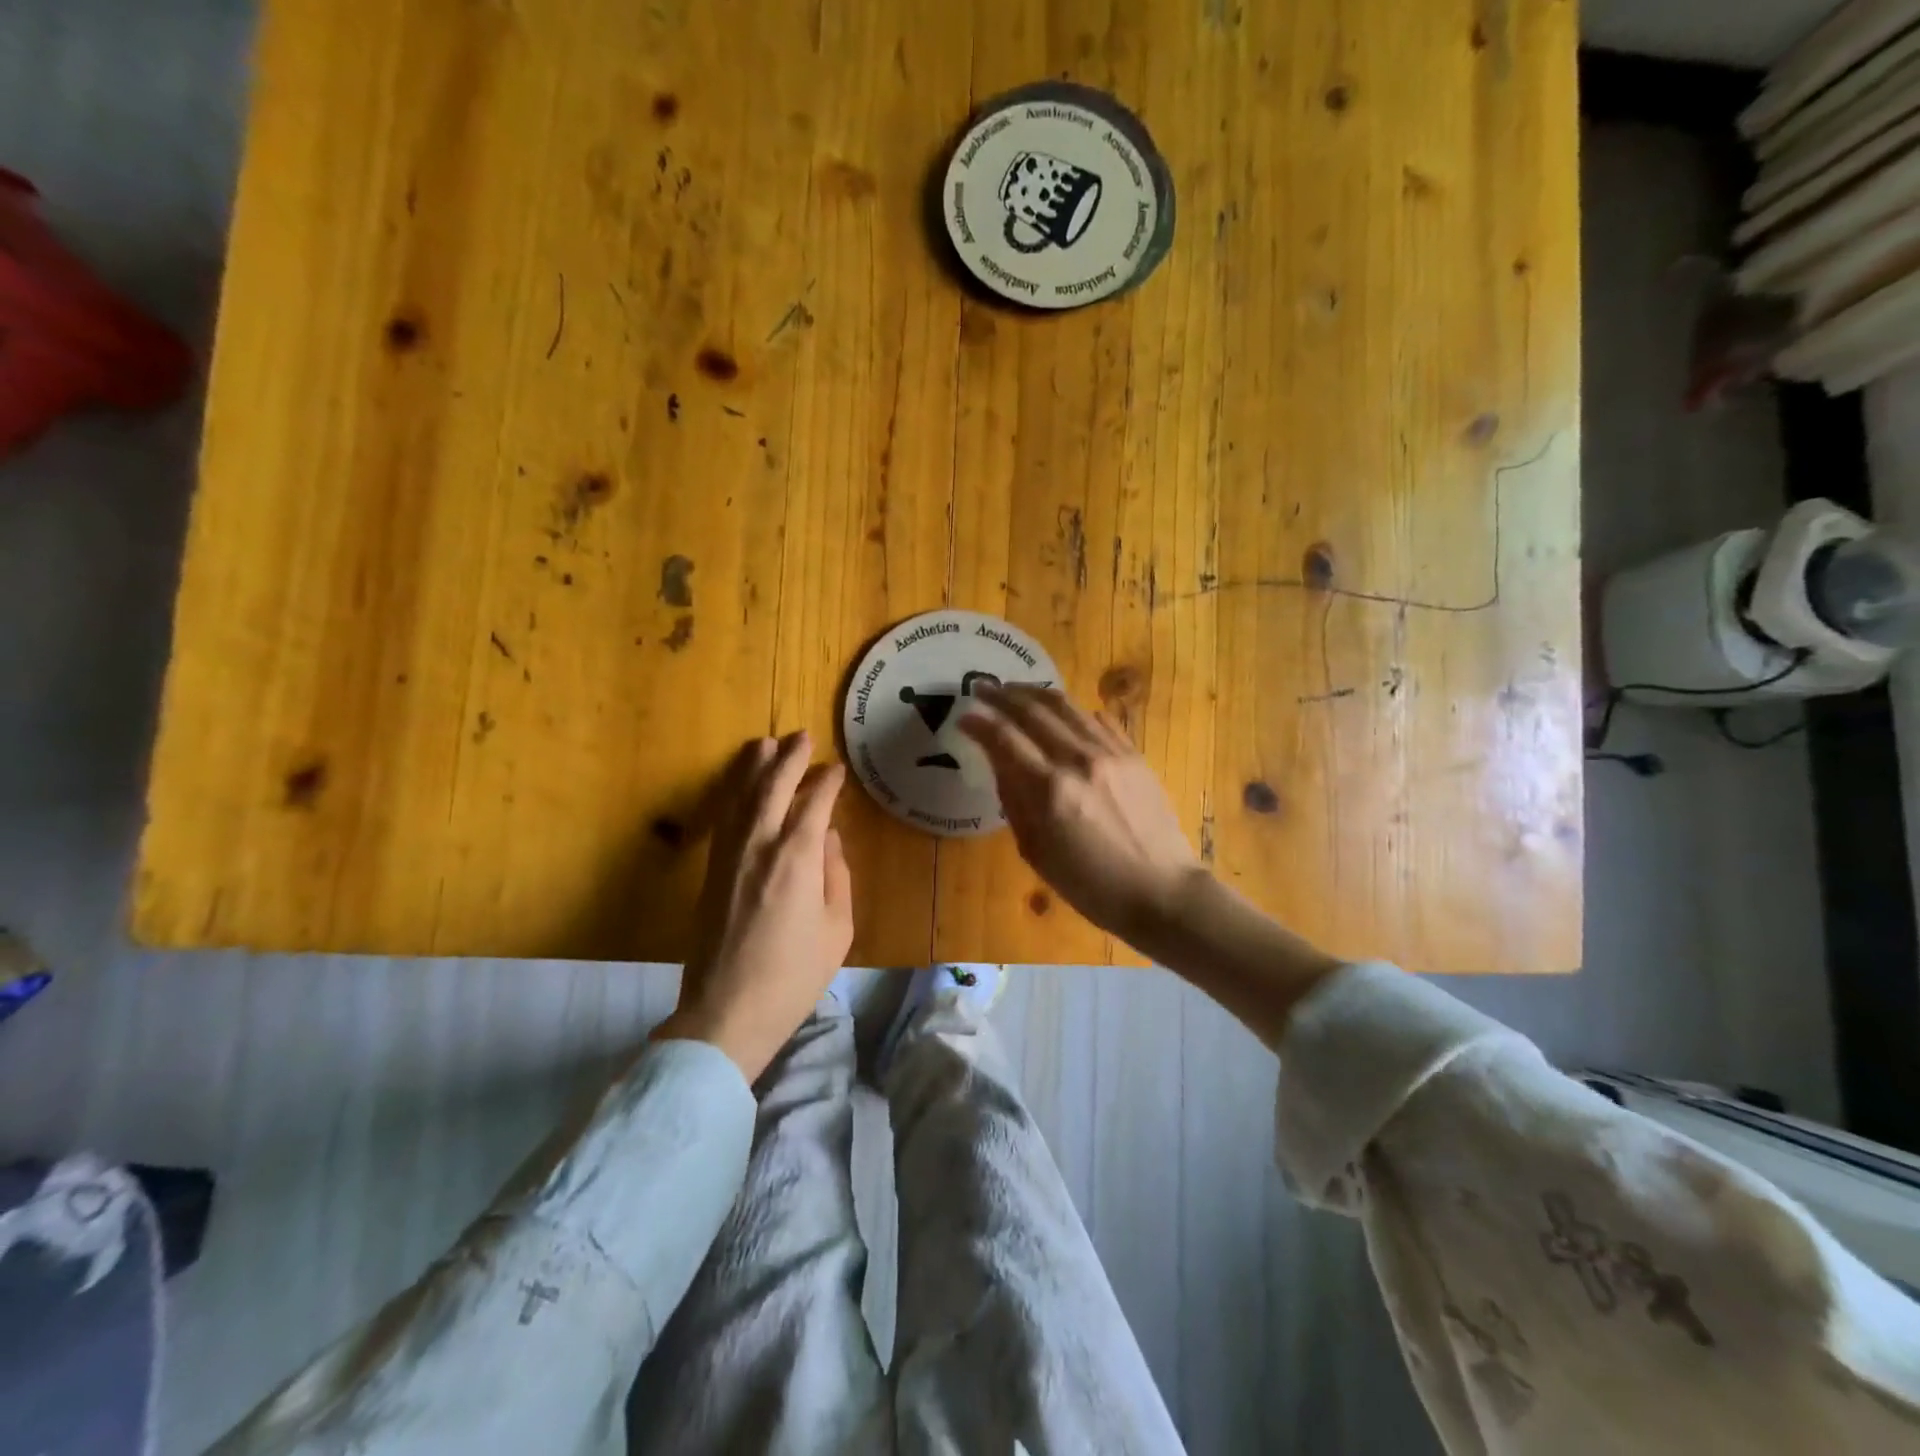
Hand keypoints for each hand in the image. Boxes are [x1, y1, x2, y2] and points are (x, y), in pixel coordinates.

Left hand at [653, 731, 852, 1081]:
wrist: (728, 1011)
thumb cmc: (794, 975)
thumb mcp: (837, 929)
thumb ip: (836, 875)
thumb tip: (830, 840)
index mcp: (796, 858)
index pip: (814, 803)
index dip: (826, 782)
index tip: (837, 769)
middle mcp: (759, 845)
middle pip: (772, 787)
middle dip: (788, 758)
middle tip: (801, 737)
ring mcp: (729, 856)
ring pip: (740, 796)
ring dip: (754, 767)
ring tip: (765, 744)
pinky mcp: (711, 872)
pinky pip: (723, 819)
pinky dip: (733, 794)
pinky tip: (740, 787)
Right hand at [960, 685, 1204, 946]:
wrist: (1160, 890)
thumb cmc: (1090, 885)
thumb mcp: (1036, 852)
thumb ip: (1014, 801)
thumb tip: (999, 762)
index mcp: (1049, 790)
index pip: (1004, 738)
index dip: (979, 722)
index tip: (963, 714)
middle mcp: (1077, 760)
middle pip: (1033, 711)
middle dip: (1002, 696)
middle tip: (981, 687)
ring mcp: (1110, 752)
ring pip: (1066, 705)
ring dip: (1034, 693)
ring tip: (1015, 690)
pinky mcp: (1133, 754)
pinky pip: (1098, 719)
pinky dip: (1072, 710)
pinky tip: (1060, 711)